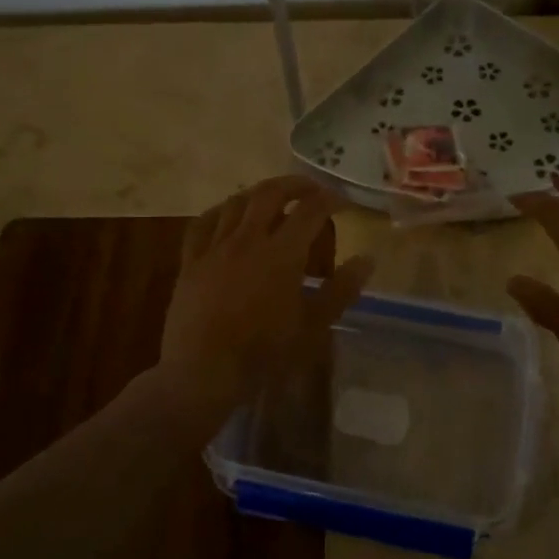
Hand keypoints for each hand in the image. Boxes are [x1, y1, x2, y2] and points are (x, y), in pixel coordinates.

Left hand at [161, 176, 374, 408]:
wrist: (202, 372)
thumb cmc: (263, 352)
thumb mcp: (312, 326)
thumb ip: (341, 289)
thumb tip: (367, 259)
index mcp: (282, 253)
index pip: (310, 210)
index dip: (330, 199)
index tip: (342, 201)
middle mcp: (248, 240)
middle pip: (271, 194)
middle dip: (295, 185)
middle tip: (312, 189)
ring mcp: (215, 247)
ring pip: (237, 202)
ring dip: (259, 193)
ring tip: (273, 197)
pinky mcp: (191, 261)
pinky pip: (203, 222)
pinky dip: (221, 210)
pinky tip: (228, 214)